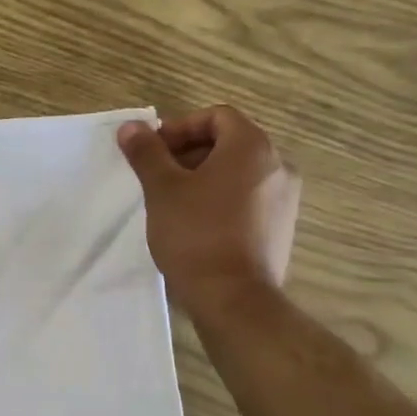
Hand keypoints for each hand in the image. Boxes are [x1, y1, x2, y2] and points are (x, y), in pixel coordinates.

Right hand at [117, 105, 300, 315]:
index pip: (217, 116)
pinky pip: (249, 199)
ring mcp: (285, 199)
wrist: (234, 299)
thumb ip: (147, 152)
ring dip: (204, 178)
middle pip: (229, 143)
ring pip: (238, 173)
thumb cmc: (196, 234)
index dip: (180, 127)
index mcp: (252, 147)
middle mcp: (278, 166)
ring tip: (173, 203)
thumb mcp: (162, 189)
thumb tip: (131, 126)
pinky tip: (197, 226)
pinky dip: (222, 200)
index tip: (154, 152)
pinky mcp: (282, 228)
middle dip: (189, 153)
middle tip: (157, 177)